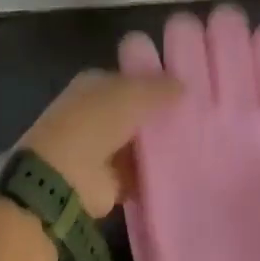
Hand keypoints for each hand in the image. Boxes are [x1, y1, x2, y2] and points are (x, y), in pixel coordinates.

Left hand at [20, 69, 181, 218]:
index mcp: (93, 85)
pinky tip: (181, 171)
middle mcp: (94, 114)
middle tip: (196, 118)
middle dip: (159, 116)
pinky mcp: (107, 181)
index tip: (184, 90)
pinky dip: (154, 174)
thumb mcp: (132, 94)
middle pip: (134, 113)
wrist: (63, 177)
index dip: (154, 83)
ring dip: (159, 147)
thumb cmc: (95, 122)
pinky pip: (138, 173)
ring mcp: (99, 149)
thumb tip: (182, 85)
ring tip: (196, 144)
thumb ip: (159, 87)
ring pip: (138, 144)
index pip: (128, 79)